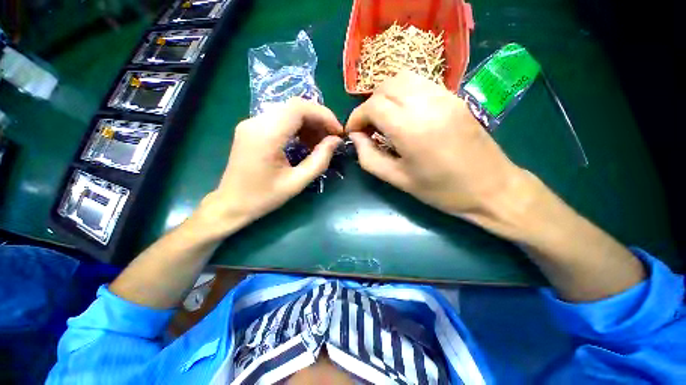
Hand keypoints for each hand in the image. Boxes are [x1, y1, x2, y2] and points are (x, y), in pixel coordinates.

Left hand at [195, 98, 342, 237]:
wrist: (232, 203)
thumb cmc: (264, 197)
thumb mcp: (297, 182)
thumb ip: (320, 160)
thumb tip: (336, 140)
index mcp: (266, 135)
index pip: (299, 108)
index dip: (323, 115)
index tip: (338, 131)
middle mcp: (256, 122)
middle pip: (294, 106)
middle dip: (318, 119)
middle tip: (331, 138)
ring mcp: (251, 123)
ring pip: (288, 111)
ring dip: (309, 123)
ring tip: (320, 142)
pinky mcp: (251, 128)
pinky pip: (280, 119)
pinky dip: (297, 127)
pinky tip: (305, 142)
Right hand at [346, 71, 529, 233]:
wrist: (492, 187)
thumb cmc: (441, 190)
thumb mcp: (397, 180)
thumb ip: (369, 158)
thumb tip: (356, 138)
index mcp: (411, 128)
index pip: (373, 106)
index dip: (357, 117)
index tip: (354, 133)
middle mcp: (427, 103)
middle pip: (385, 87)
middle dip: (369, 106)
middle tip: (368, 128)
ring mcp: (444, 96)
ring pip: (402, 78)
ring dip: (385, 96)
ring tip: (384, 119)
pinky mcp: (454, 97)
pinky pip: (420, 83)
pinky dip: (403, 93)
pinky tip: (404, 113)